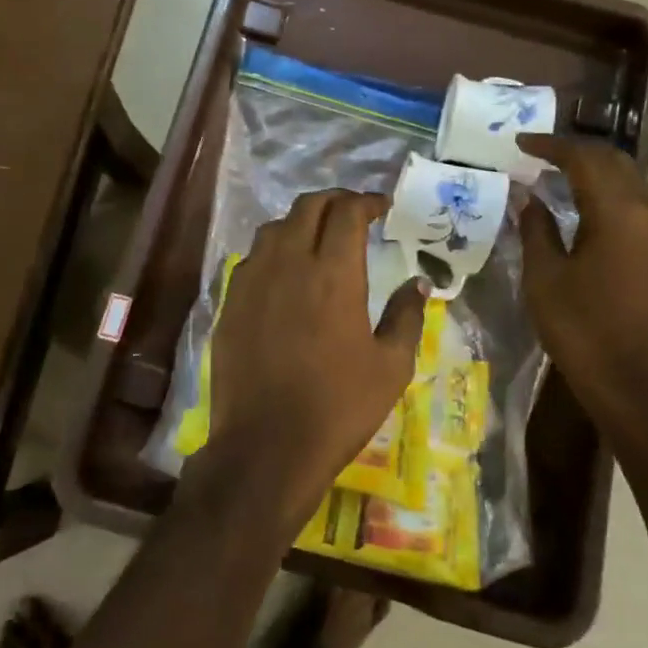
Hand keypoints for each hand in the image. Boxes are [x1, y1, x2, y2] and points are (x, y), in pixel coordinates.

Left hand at [188, 188, 426, 535]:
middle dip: (334, 201)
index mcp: (333, 274)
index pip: (347, 212)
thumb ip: (407, 316)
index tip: (381, 207)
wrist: (266, 446)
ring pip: (274, 228)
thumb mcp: (391, 366)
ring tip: (318, 238)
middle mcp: (289, 264)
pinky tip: (284, 274)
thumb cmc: (338, 407)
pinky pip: (252, 259)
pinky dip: (274, 251)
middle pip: (308, 207)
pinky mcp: (230, 303)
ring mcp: (252, 281)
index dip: (366, 202)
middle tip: (353, 214)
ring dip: (301, 222)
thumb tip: (418, 284)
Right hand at [517, 135, 647, 421]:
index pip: (585, 159)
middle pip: (613, 161)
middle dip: (575, 151)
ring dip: (591, 170)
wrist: (632, 380)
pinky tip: (577, 205)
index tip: (519, 143)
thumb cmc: (581, 327)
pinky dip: (604, 191)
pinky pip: (632, 202)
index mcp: (619, 213)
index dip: (550, 146)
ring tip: (552, 174)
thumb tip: (528, 197)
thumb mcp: (544, 276)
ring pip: (627, 180)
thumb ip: (535, 228)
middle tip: (536, 153)